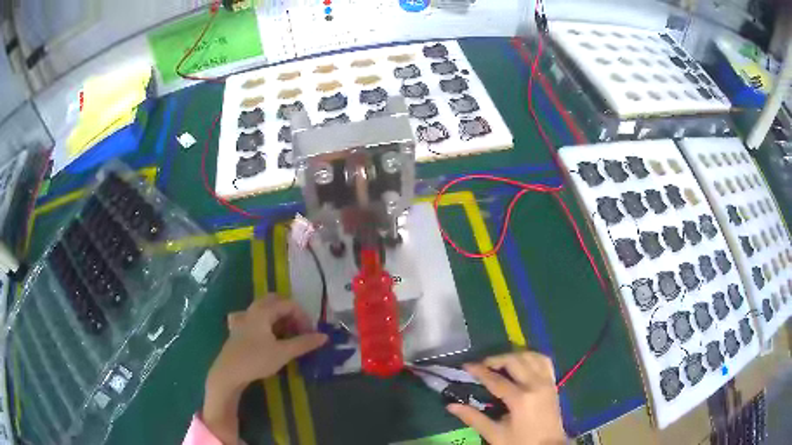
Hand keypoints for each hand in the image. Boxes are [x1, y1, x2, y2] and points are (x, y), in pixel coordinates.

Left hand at [203, 296, 326, 443]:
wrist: (229, 372)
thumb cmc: (256, 360)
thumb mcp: (283, 353)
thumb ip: (304, 343)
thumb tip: (324, 336)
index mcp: (263, 311)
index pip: (288, 304)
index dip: (303, 316)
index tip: (311, 333)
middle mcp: (252, 310)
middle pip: (275, 301)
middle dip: (290, 312)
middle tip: (300, 329)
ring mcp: (242, 319)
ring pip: (263, 309)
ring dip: (278, 317)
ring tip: (286, 333)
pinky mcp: (237, 330)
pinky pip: (252, 318)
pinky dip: (263, 322)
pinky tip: (263, 332)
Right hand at [447, 352, 566, 444]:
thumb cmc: (520, 442)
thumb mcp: (495, 434)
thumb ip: (474, 418)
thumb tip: (451, 406)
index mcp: (520, 399)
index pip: (496, 379)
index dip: (479, 371)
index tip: (466, 365)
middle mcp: (535, 385)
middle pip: (514, 361)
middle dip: (496, 359)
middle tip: (482, 365)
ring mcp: (547, 382)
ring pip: (531, 356)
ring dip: (514, 356)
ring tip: (501, 363)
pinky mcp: (553, 383)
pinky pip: (544, 361)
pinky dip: (532, 357)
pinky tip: (522, 362)